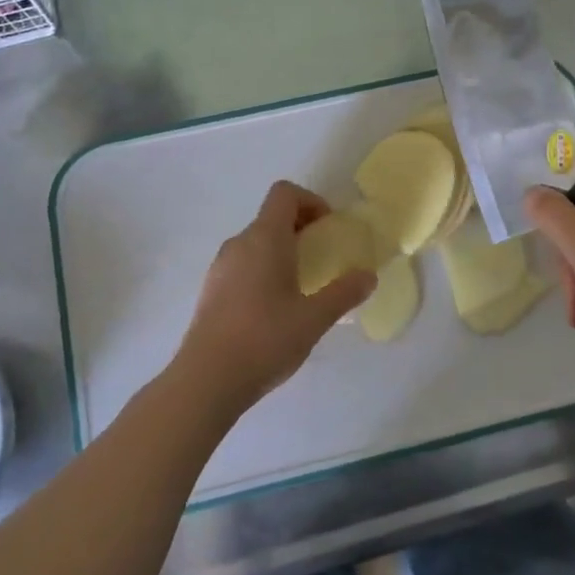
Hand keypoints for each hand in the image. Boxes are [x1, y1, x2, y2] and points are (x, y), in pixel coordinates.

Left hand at [172, 180, 376, 414]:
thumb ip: (344, 293)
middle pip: (271, 217)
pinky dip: (263, 271)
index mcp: (264, 239)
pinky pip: (242, 265)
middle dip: (301, 229)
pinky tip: (275, 310)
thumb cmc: (265, 340)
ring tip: (302, 286)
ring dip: (282, 252)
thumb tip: (368, 276)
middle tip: (323, 259)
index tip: (328, 229)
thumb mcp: (314, 318)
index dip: (311, 201)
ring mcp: (220, 267)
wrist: (206, 380)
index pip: (285, 193)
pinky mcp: (211, 291)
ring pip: (256, 243)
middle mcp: (239, 244)